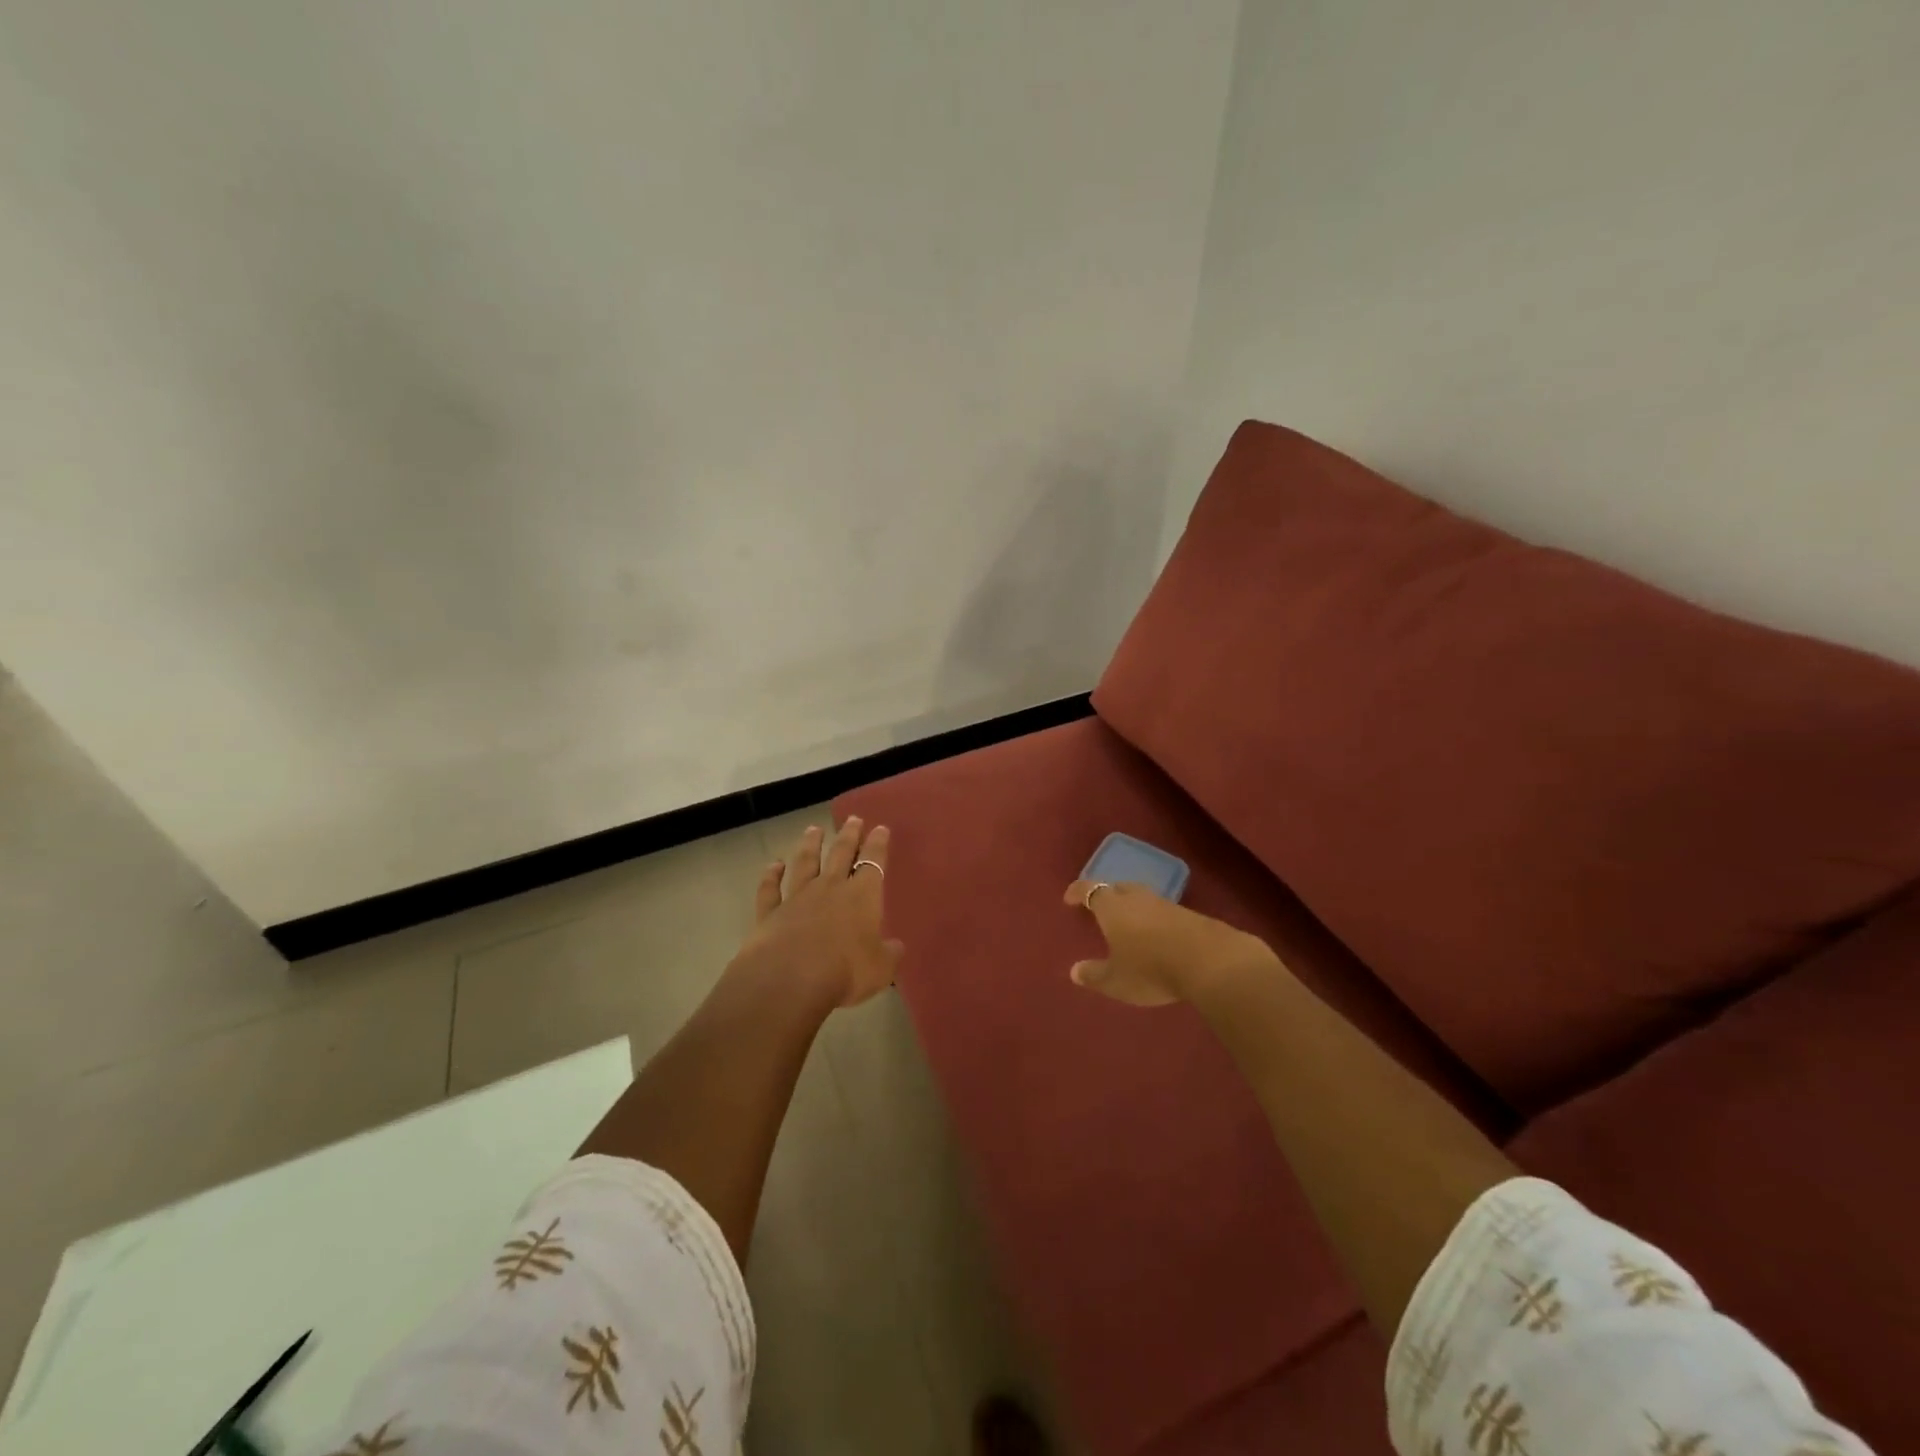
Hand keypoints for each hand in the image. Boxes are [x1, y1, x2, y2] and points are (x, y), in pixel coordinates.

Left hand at [735, 817, 902, 1008]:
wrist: (789, 979)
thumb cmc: (845, 971)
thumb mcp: (880, 969)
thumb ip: (889, 955)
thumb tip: (896, 947)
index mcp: (862, 897)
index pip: (874, 862)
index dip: (878, 844)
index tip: (880, 828)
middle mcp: (830, 888)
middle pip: (841, 854)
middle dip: (849, 835)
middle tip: (853, 819)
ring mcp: (797, 897)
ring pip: (805, 863)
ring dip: (810, 845)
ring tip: (814, 829)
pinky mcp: (770, 912)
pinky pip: (770, 889)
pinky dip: (771, 875)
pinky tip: (773, 865)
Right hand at [1063, 879, 1279, 1005]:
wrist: (1210, 960)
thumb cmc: (1151, 968)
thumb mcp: (1116, 980)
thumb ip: (1095, 975)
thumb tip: (1074, 971)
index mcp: (1113, 908)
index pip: (1090, 890)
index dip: (1078, 891)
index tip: (1069, 897)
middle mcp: (1137, 898)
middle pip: (1118, 887)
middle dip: (1107, 893)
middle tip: (1100, 905)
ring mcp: (1165, 904)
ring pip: (1142, 897)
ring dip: (1132, 905)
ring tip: (1128, 920)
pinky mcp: (1189, 915)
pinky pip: (1162, 910)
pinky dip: (1153, 918)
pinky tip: (1157, 934)